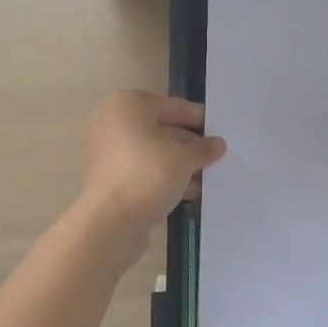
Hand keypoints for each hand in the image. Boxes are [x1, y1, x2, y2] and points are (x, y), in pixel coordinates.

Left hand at [77, 91, 225, 244]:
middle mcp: (112, 122)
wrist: (111, 222)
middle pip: (161, 128)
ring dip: (179, 164)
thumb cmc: (149, 174)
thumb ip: (203, 148)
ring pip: (153, 152)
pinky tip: (190, 191)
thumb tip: (218, 144)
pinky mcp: (108, 178)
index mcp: (128, 104)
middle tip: (216, 156)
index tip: (220, 132)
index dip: (199, 120)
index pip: (174, 106)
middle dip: (189, 144)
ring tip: (207, 176)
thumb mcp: (185, 158)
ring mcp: (106, 151)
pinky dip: (164, 177)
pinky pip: (143, 170)